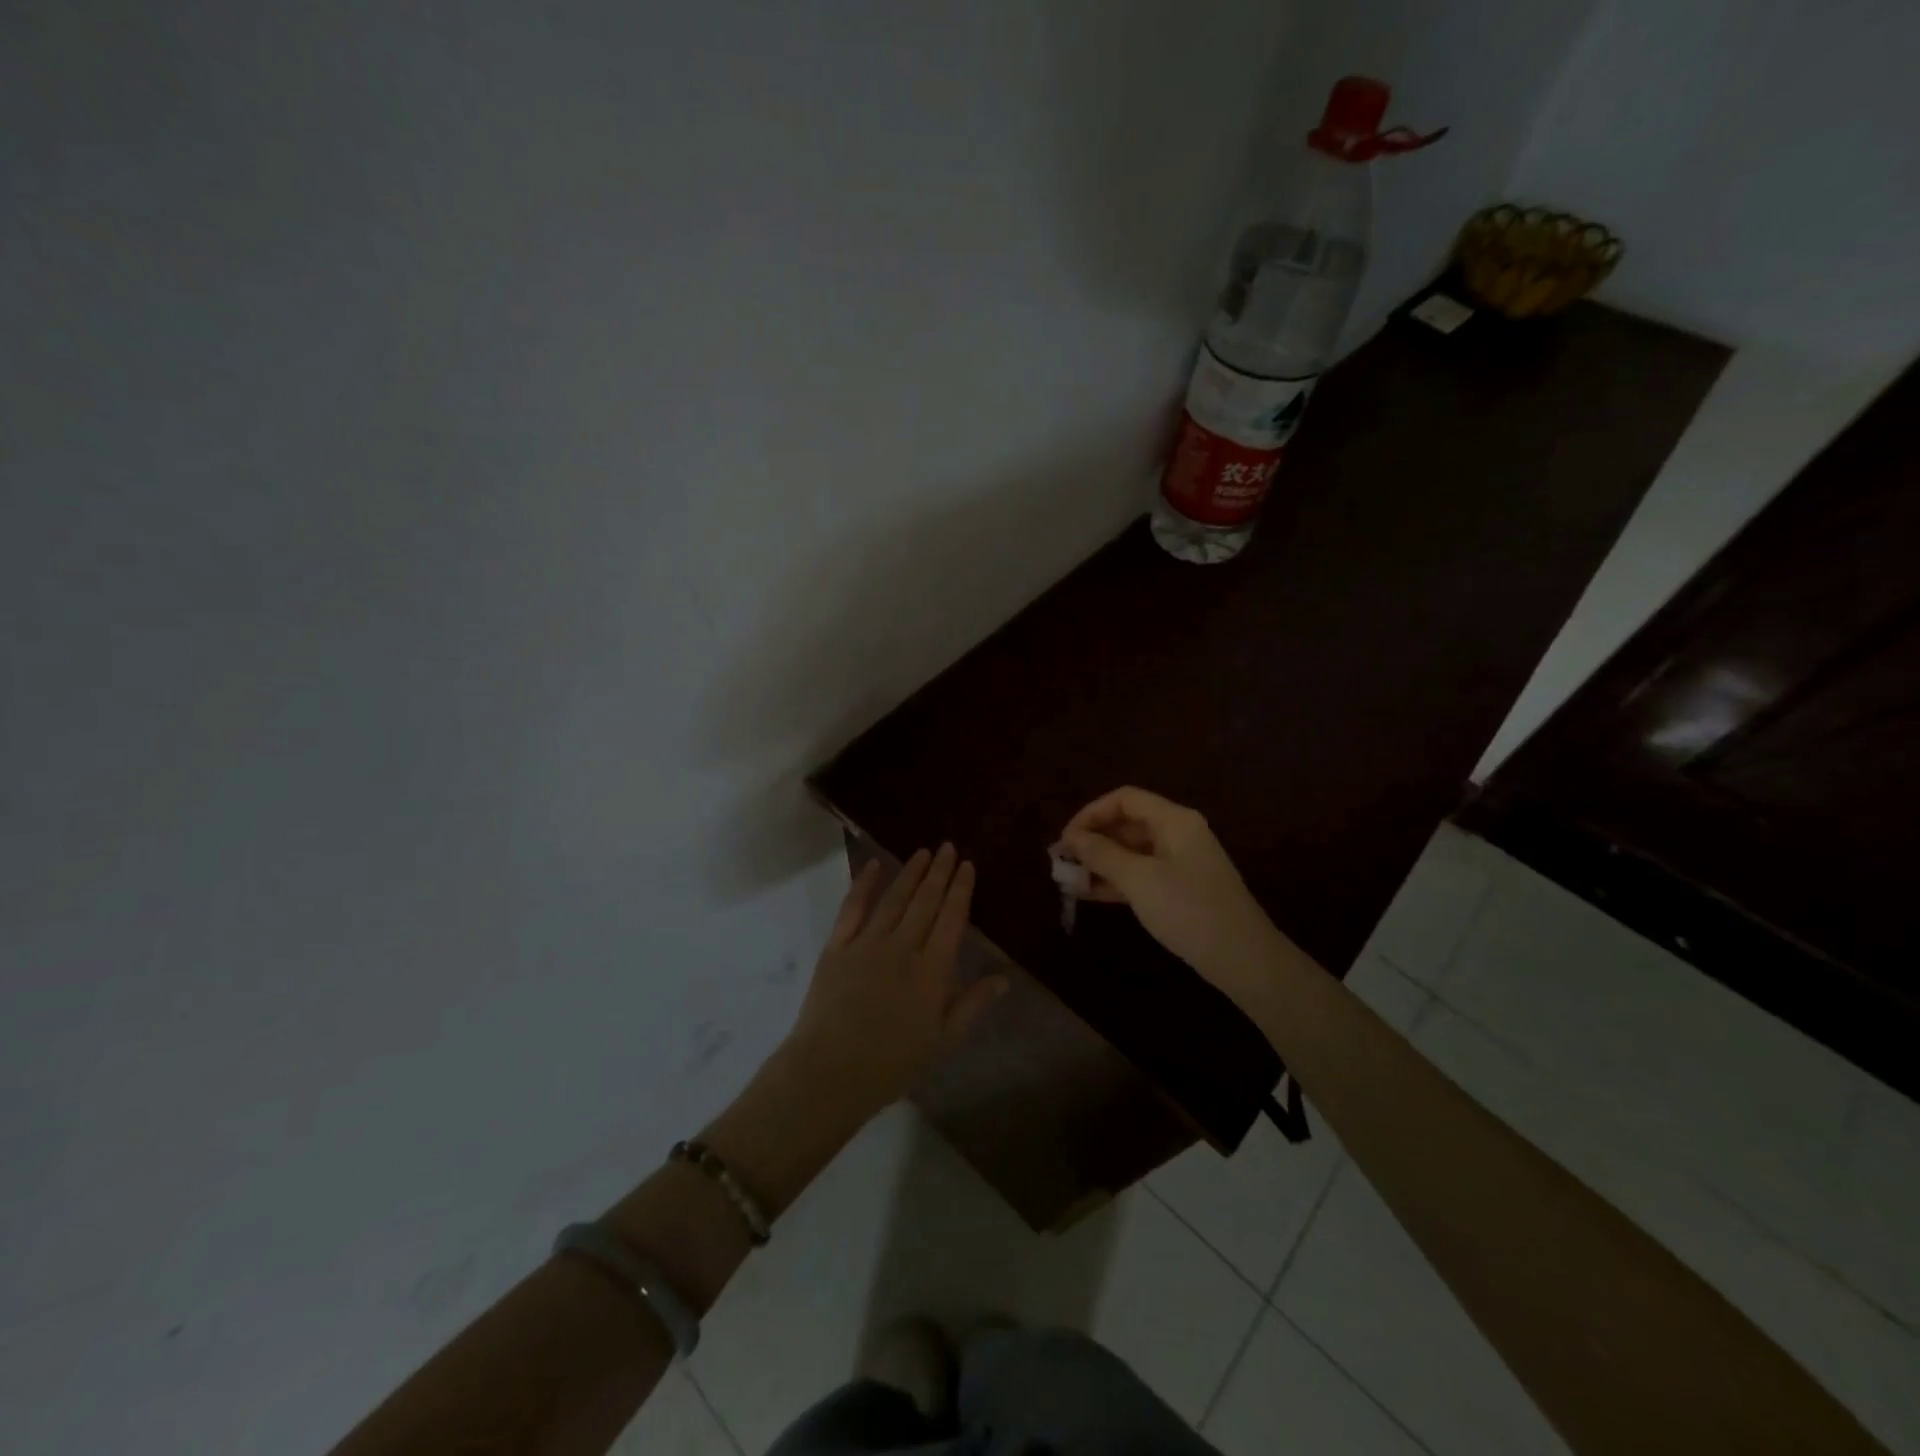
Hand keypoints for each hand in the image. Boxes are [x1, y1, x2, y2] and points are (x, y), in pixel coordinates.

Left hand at [783, 844, 1007, 1117]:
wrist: (831, 1071)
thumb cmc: (893, 1062)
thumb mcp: (944, 1040)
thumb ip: (973, 1004)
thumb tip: (1003, 977)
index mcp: (932, 969)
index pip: (951, 918)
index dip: (961, 889)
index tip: (967, 865)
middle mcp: (902, 946)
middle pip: (925, 901)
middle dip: (939, 872)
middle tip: (948, 847)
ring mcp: (867, 943)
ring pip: (894, 899)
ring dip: (910, 873)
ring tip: (922, 852)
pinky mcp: (837, 947)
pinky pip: (852, 908)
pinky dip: (863, 884)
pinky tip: (873, 865)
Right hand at [1057, 787, 1281, 992]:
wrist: (1243, 959)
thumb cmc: (1189, 910)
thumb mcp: (1139, 880)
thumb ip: (1102, 854)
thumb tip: (1071, 838)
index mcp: (1174, 820)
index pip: (1124, 799)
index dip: (1090, 813)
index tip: (1065, 839)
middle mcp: (1177, 833)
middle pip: (1126, 824)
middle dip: (1092, 840)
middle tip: (1060, 861)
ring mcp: (1179, 862)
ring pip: (1130, 851)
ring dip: (1099, 862)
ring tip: (1068, 880)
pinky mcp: (1179, 888)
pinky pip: (1140, 874)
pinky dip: (1115, 880)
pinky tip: (1089, 894)